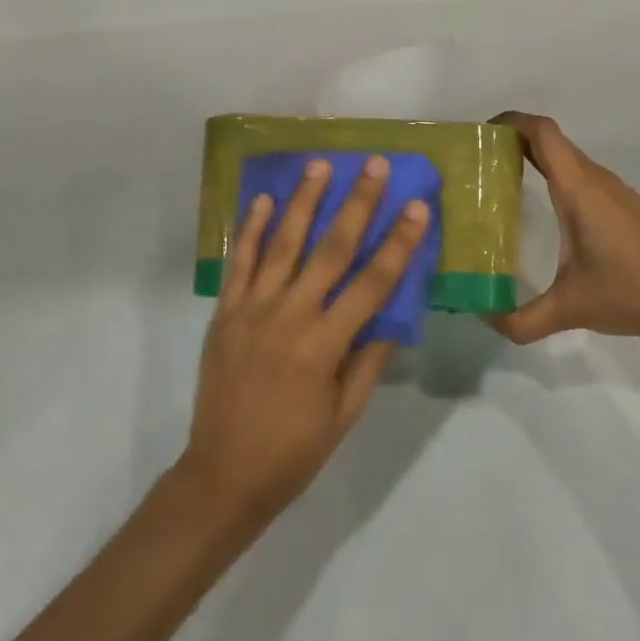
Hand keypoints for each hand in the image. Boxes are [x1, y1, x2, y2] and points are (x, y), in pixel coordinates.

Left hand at [179, 156, 429, 528]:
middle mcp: (290, 316)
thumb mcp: (345, 415)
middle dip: (357, 204)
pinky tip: (261, 200)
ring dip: (304, 201)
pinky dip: (249, 229)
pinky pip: (239, 262)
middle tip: (374, 165)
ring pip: (282, 243)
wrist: (222, 475)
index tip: (417, 206)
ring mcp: (252, 309)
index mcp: (324, 345)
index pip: (372, 284)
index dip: (398, 243)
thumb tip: (395, 314)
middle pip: (330, 249)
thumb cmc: (294, 451)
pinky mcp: (225, 312)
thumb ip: (370, 360)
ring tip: (320, 165)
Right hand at [490, 112, 639, 354]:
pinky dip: (552, 174)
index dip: (510, 121)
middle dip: (511, 140)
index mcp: (578, 189)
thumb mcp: (570, 309)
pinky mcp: (622, 206)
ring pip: (566, 157)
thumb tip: (483, 316)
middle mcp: (594, 179)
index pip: (542, 132)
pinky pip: (578, 174)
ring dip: (532, 156)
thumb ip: (522, 320)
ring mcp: (612, 191)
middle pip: (550, 139)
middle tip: (476, 164)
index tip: (479, 135)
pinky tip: (540, 208)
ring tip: (498, 182)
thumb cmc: (632, 292)